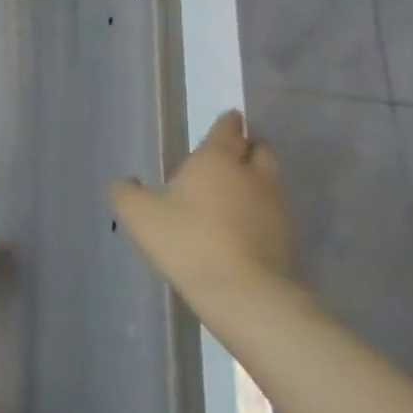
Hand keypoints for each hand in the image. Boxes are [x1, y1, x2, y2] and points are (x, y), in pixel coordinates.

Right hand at [111, 110, 291, 297]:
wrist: (242, 292)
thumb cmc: (187, 241)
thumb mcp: (138, 215)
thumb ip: (127, 193)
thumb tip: (128, 183)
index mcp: (217, 160)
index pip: (228, 129)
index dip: (227, 123)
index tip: (228, 120)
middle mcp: (252, 175)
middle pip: (260, 149)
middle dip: (248, 147)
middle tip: (230, 156)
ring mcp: (274, 206)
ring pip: (269, 180)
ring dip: (254, 180)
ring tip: (232, 192)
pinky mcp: (286, 237)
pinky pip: (272, 211)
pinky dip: (259, 210)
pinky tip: (239, 225)